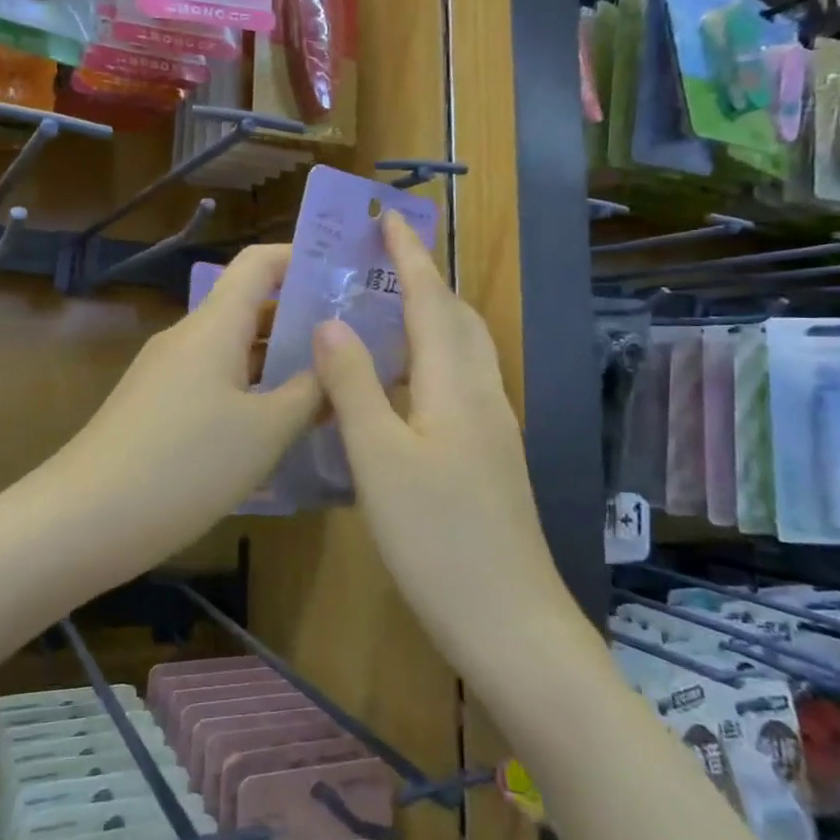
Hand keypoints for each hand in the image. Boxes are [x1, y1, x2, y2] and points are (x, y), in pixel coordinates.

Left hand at [48, 244, 320, 567]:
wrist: (85, 519)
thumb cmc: (185, 465)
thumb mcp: (265, 432)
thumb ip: (309, 392)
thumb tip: (336, 363)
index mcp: (214, 326)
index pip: (258, 263)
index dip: (301, 258)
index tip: (346, 275)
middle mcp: (188, 337)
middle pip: (250, 307)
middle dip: (302, 319)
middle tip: (357, 343)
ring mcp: (168, 373)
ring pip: (233, 350)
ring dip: (278, 361)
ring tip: (331, 386)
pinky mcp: (157, 407)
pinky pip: (214, 382)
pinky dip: (251, 390)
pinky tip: (280, 426)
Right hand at [311, 213, 570, 666]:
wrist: (509, 622)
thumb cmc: (438, 538)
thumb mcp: (380, 459)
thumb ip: (354, 385)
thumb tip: (329, 321)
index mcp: (455, 385)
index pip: (430, 300)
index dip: (409, 256)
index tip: (388, 217)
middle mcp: (482, 394)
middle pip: (458, 318)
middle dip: (425, 279)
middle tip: (383, 260)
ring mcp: (494, 428)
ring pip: (465, 352)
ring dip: (432, 317)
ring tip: (389, 309)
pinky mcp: (491, 457)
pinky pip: (462, 383)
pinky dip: (434, 359)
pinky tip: (406, 384)